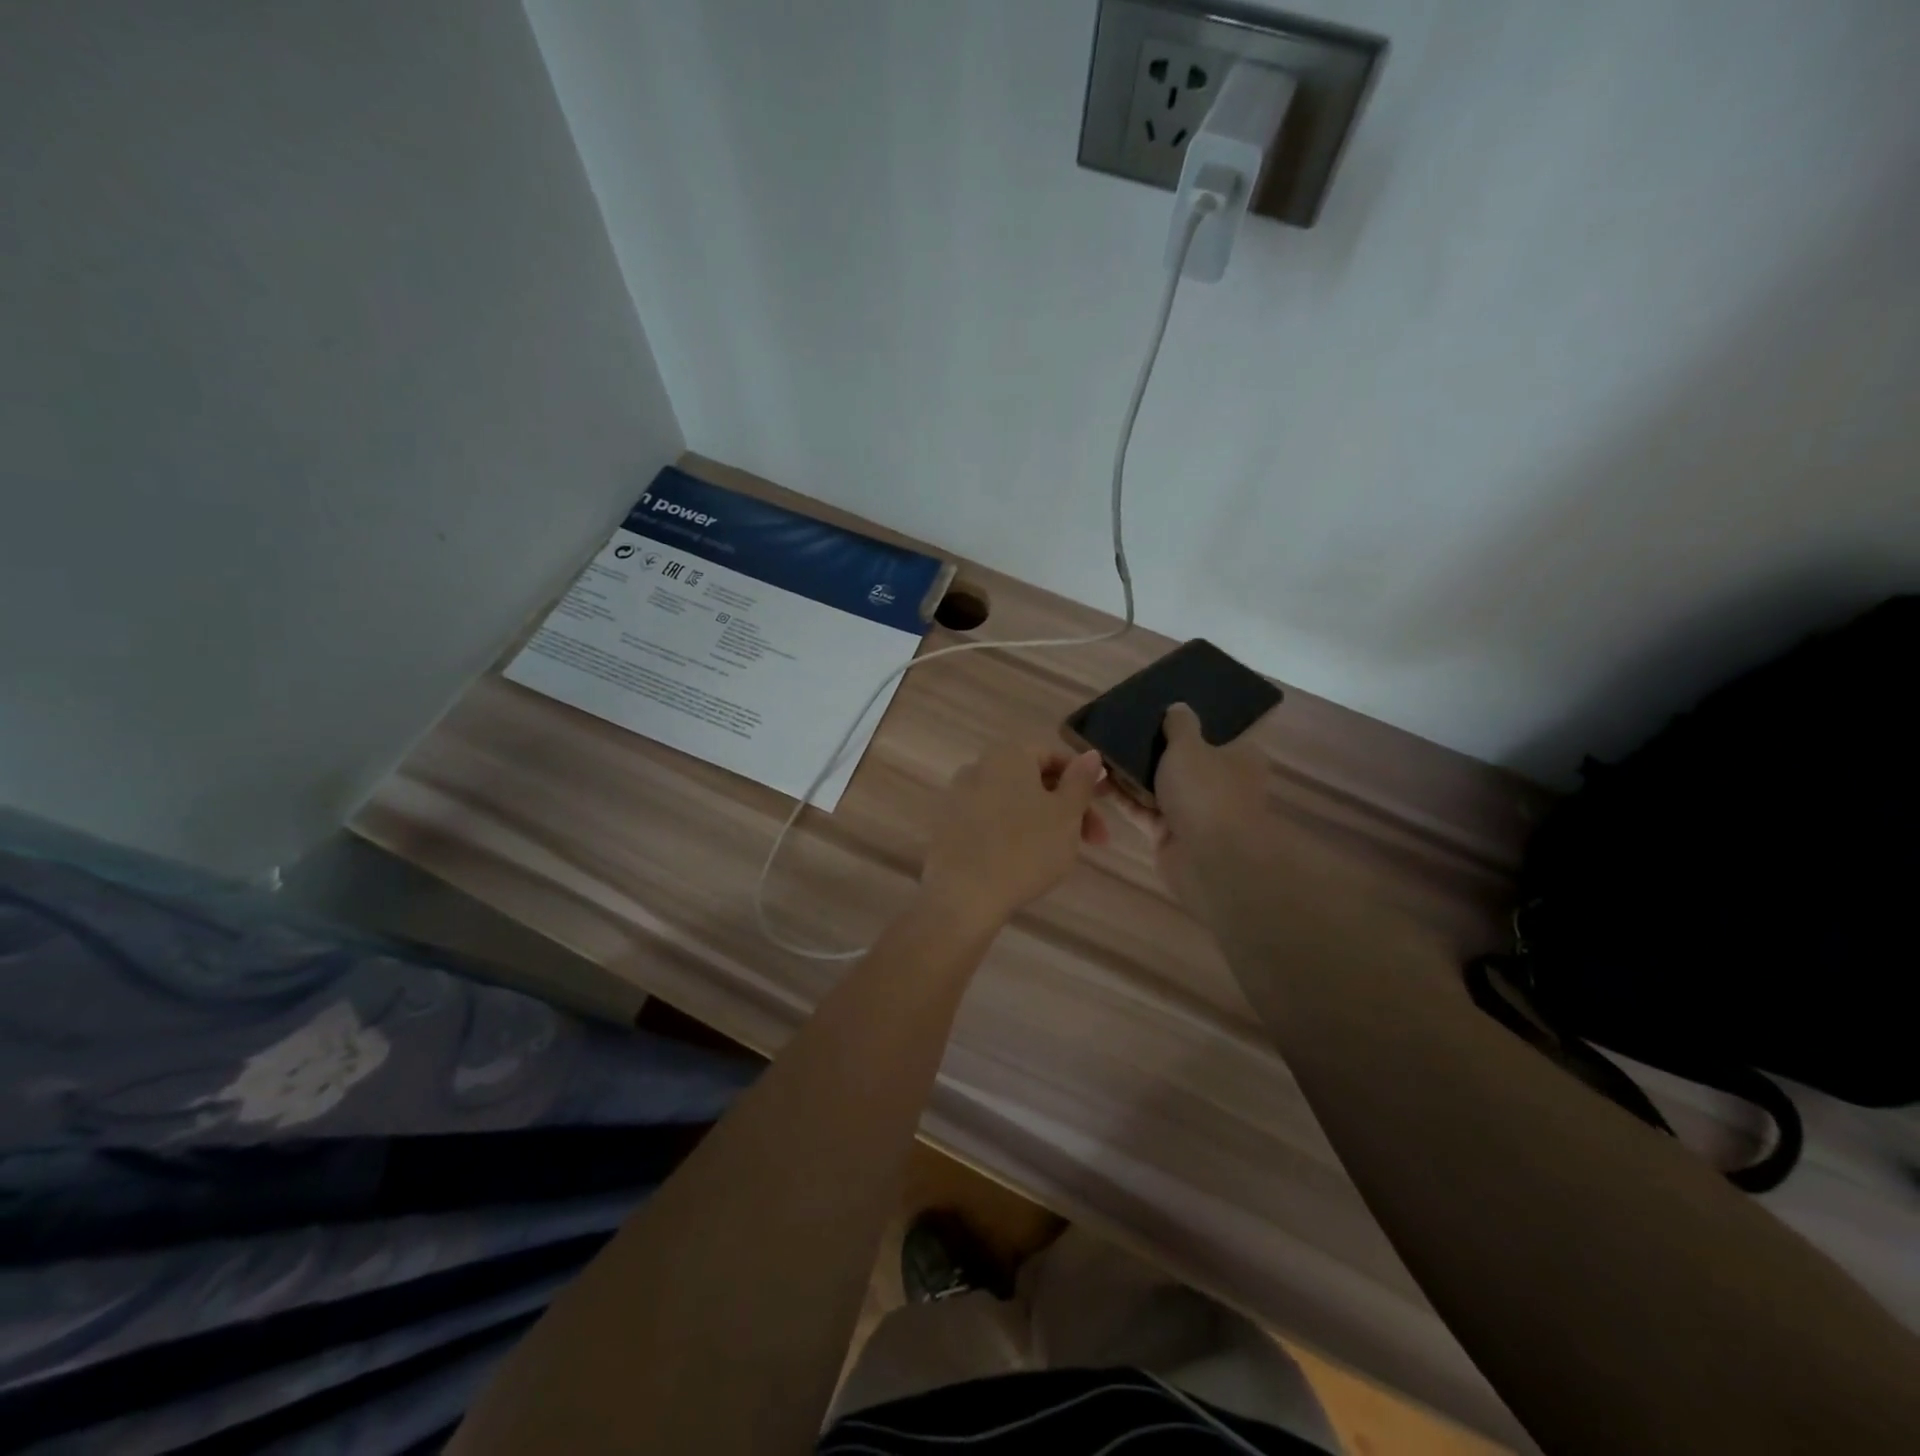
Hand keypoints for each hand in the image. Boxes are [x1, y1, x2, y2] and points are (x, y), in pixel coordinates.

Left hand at [920, 744, 1107, 922]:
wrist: (964, 894)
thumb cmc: (1026, 848)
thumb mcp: (1066, 814)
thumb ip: (1080, 781)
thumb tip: (1091, 754)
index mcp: (1008, 755)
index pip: (1053, 758)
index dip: (1083, 784)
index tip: (1100, 813)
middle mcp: (978, 767)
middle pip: (1032, 781)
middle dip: (1066, 808)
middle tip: (1092, 842)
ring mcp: (957, 797)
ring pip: (1012, 803)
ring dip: (1041, 823)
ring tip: (1060, 855)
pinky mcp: (947, 827)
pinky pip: (989, 822)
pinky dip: (1011, 834)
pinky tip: (1023, 862)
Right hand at [1106, 704, 1270, 910]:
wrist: (1209, 859)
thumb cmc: (1206, 792)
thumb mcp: (1189, 746)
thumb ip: (1180, 725)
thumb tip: (1178, 707)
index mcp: (1237, 757)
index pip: (1214, 734)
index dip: (1187, 722)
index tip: (1157, 710)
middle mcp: (1217, 783)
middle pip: (1181, 760)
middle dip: (1151, 748)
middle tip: (1120, 728)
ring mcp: (1192, 810)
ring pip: (1157, 785)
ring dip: (1131, 773)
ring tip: (1098, 751)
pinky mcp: (1169, 833)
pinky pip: (1142, 809)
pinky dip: (1123, 797)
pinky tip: (1096, 780)